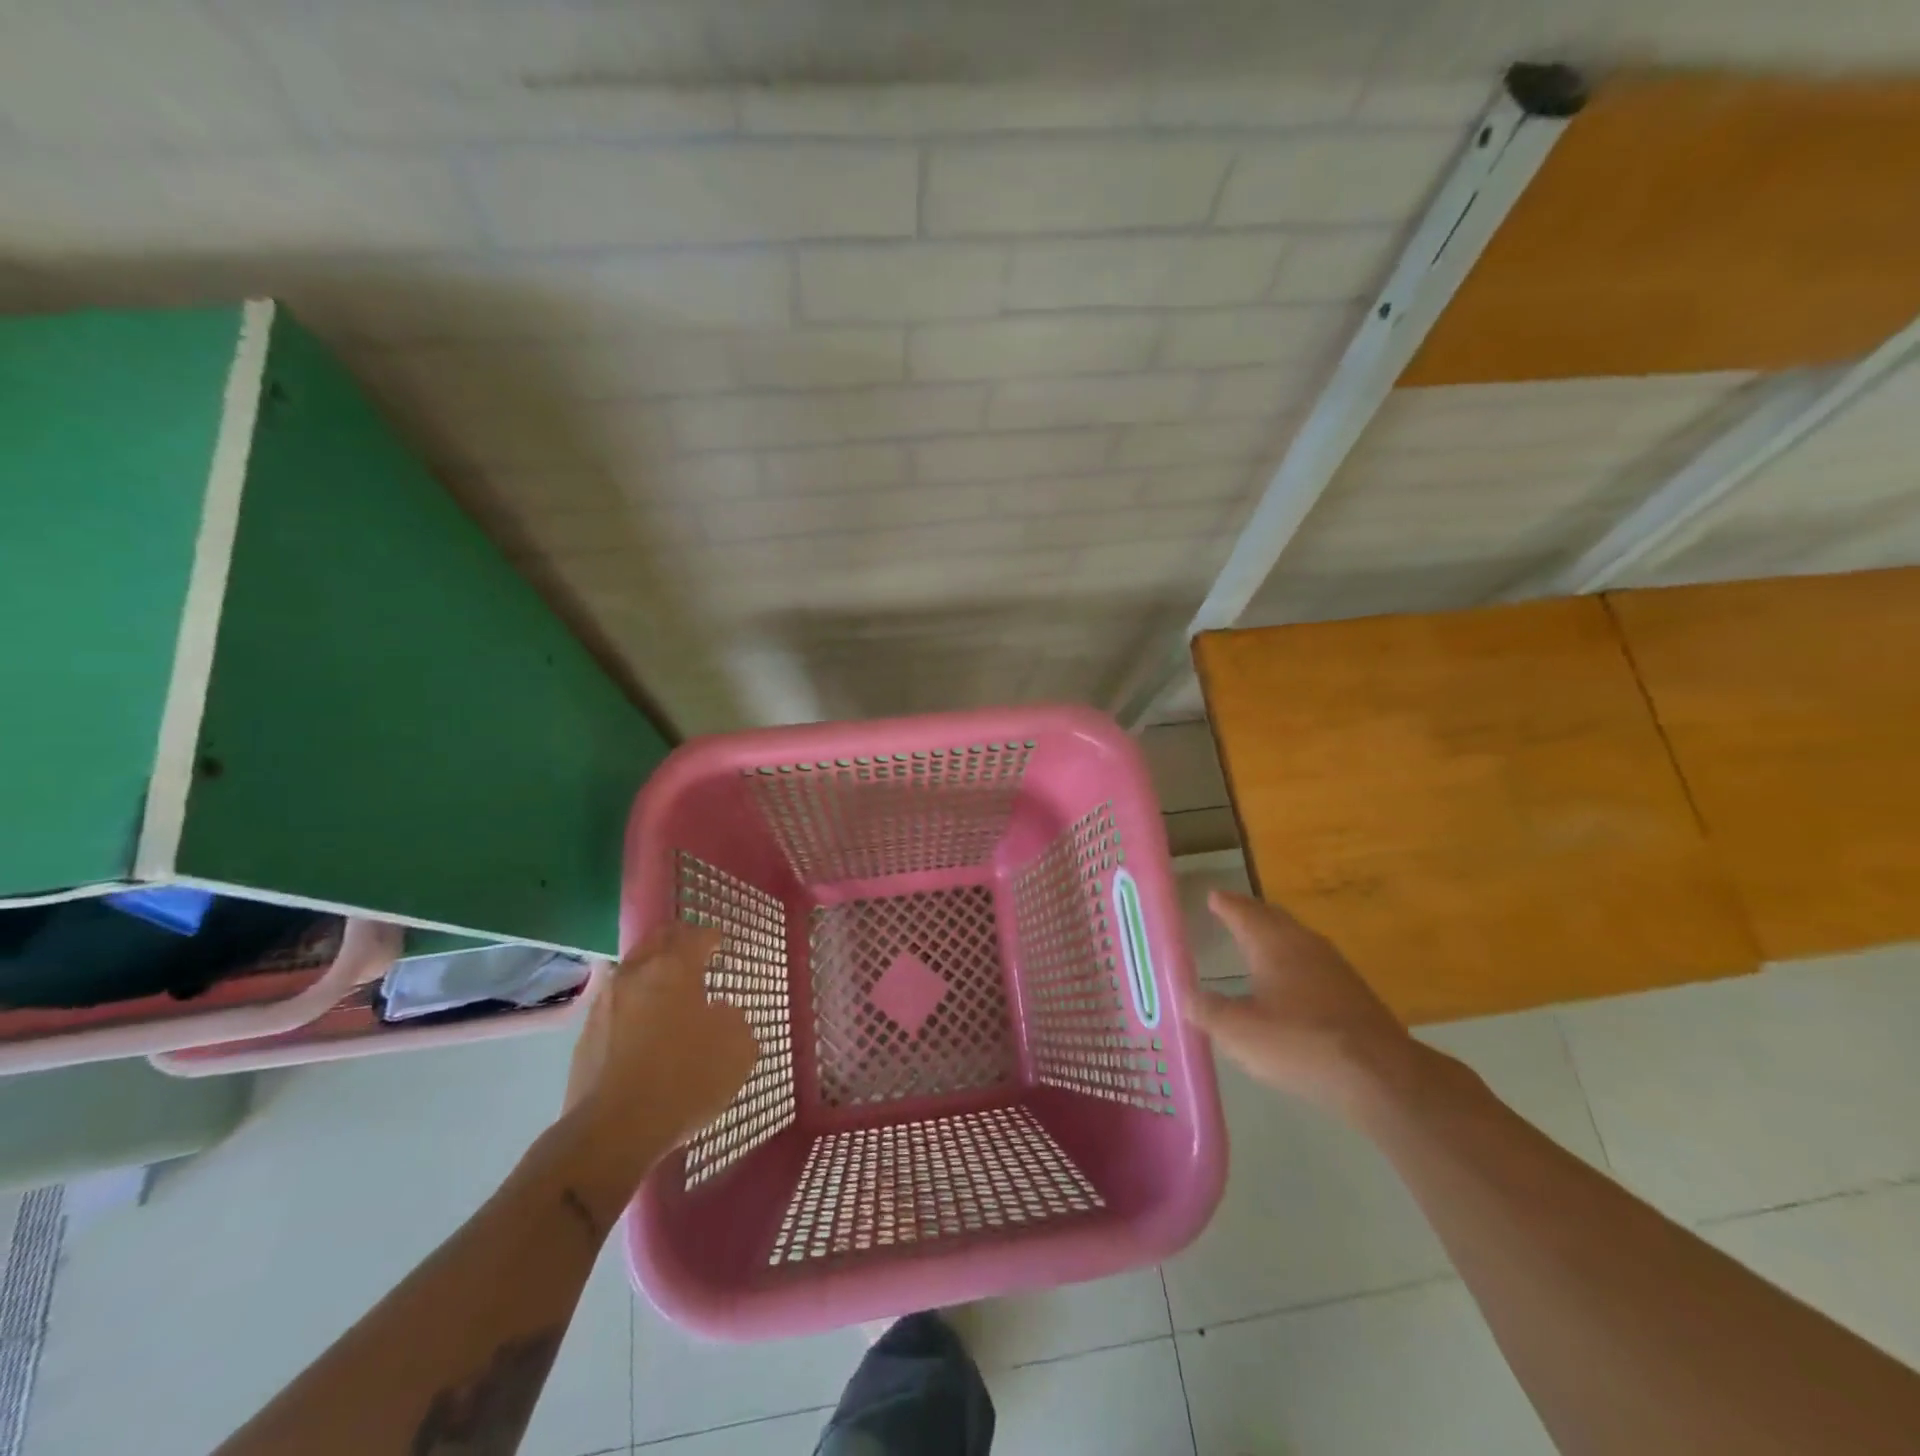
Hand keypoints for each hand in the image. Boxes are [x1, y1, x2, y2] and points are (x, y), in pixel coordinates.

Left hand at [559, 922, 759, 1203]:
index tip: (719, 942)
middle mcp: (636, 974)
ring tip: (667, 987)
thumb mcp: (737, 1049)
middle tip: (691, 948)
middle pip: (656, 941)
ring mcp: (605, 1004)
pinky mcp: (586, 1037)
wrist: (612, 1131)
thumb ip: (734, 1020)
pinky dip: (633, 1004)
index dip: (710, 937)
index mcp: (675, 968)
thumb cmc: (685, 1079)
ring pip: (631, 970)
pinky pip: (616, 1005)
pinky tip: (644, 1024)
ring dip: (650, 971)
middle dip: (675, 940)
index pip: (695, 937)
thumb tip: (720, 1012)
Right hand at [1184, 891, 1425, 1119]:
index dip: (1226, 904)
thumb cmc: (1299, 1043)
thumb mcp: (1238, 1031)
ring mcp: (1335, 968)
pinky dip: (1294, 962)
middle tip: (1232, 911)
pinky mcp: (1354, 994)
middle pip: (1273, 918)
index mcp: (1273, 944)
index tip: (1213, 896)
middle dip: (1251, 914)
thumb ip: (1207, 1010)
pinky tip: (1291, 984)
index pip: (1243, 912)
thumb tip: (1184, 994)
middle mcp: (1304, 945)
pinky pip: (1314, 964)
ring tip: (1258, 943)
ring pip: (1297, 939)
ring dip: (1275, 936)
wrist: (1381, 1077)